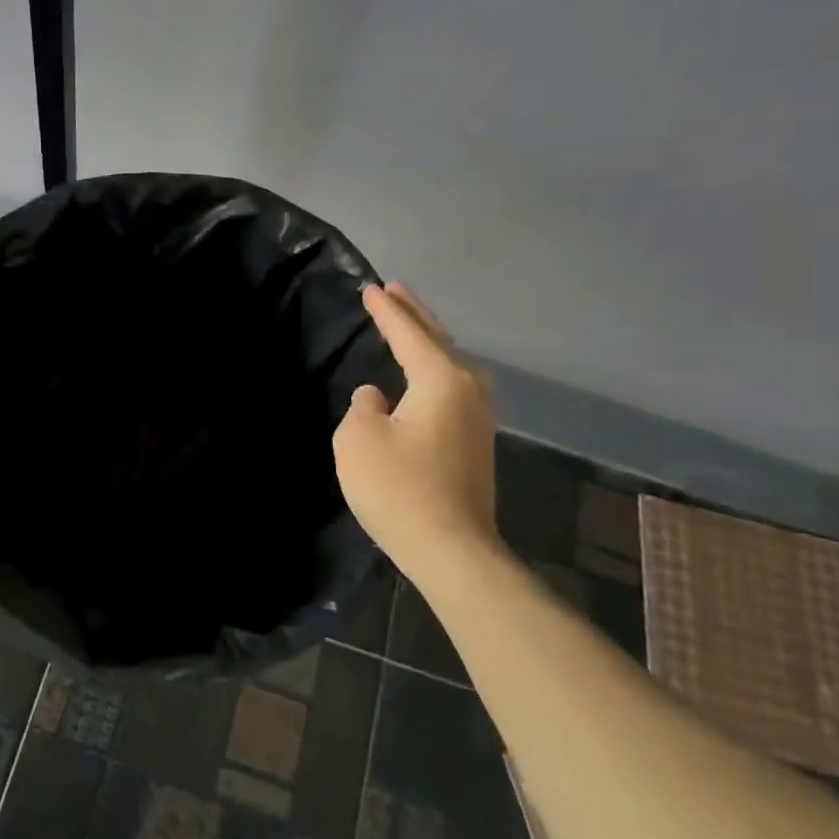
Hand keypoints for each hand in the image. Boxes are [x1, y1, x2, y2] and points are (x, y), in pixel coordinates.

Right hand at [334, 282, 502, 589]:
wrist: (453, 552)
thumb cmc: (400, 489)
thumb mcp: (359, 440)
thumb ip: (363, 407)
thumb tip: (378, 399)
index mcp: (440, 380)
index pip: (408, 334)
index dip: (386, 311)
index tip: (370, 287)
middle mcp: (468, 391)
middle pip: (439, 341)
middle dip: (415, 315)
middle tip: (395, 290)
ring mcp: (478, 419)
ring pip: (452, 365)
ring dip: (430, 342)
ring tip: (411, 327)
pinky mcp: (476, 445)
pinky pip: (453, 389)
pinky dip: (435, 370)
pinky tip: (425, 378)